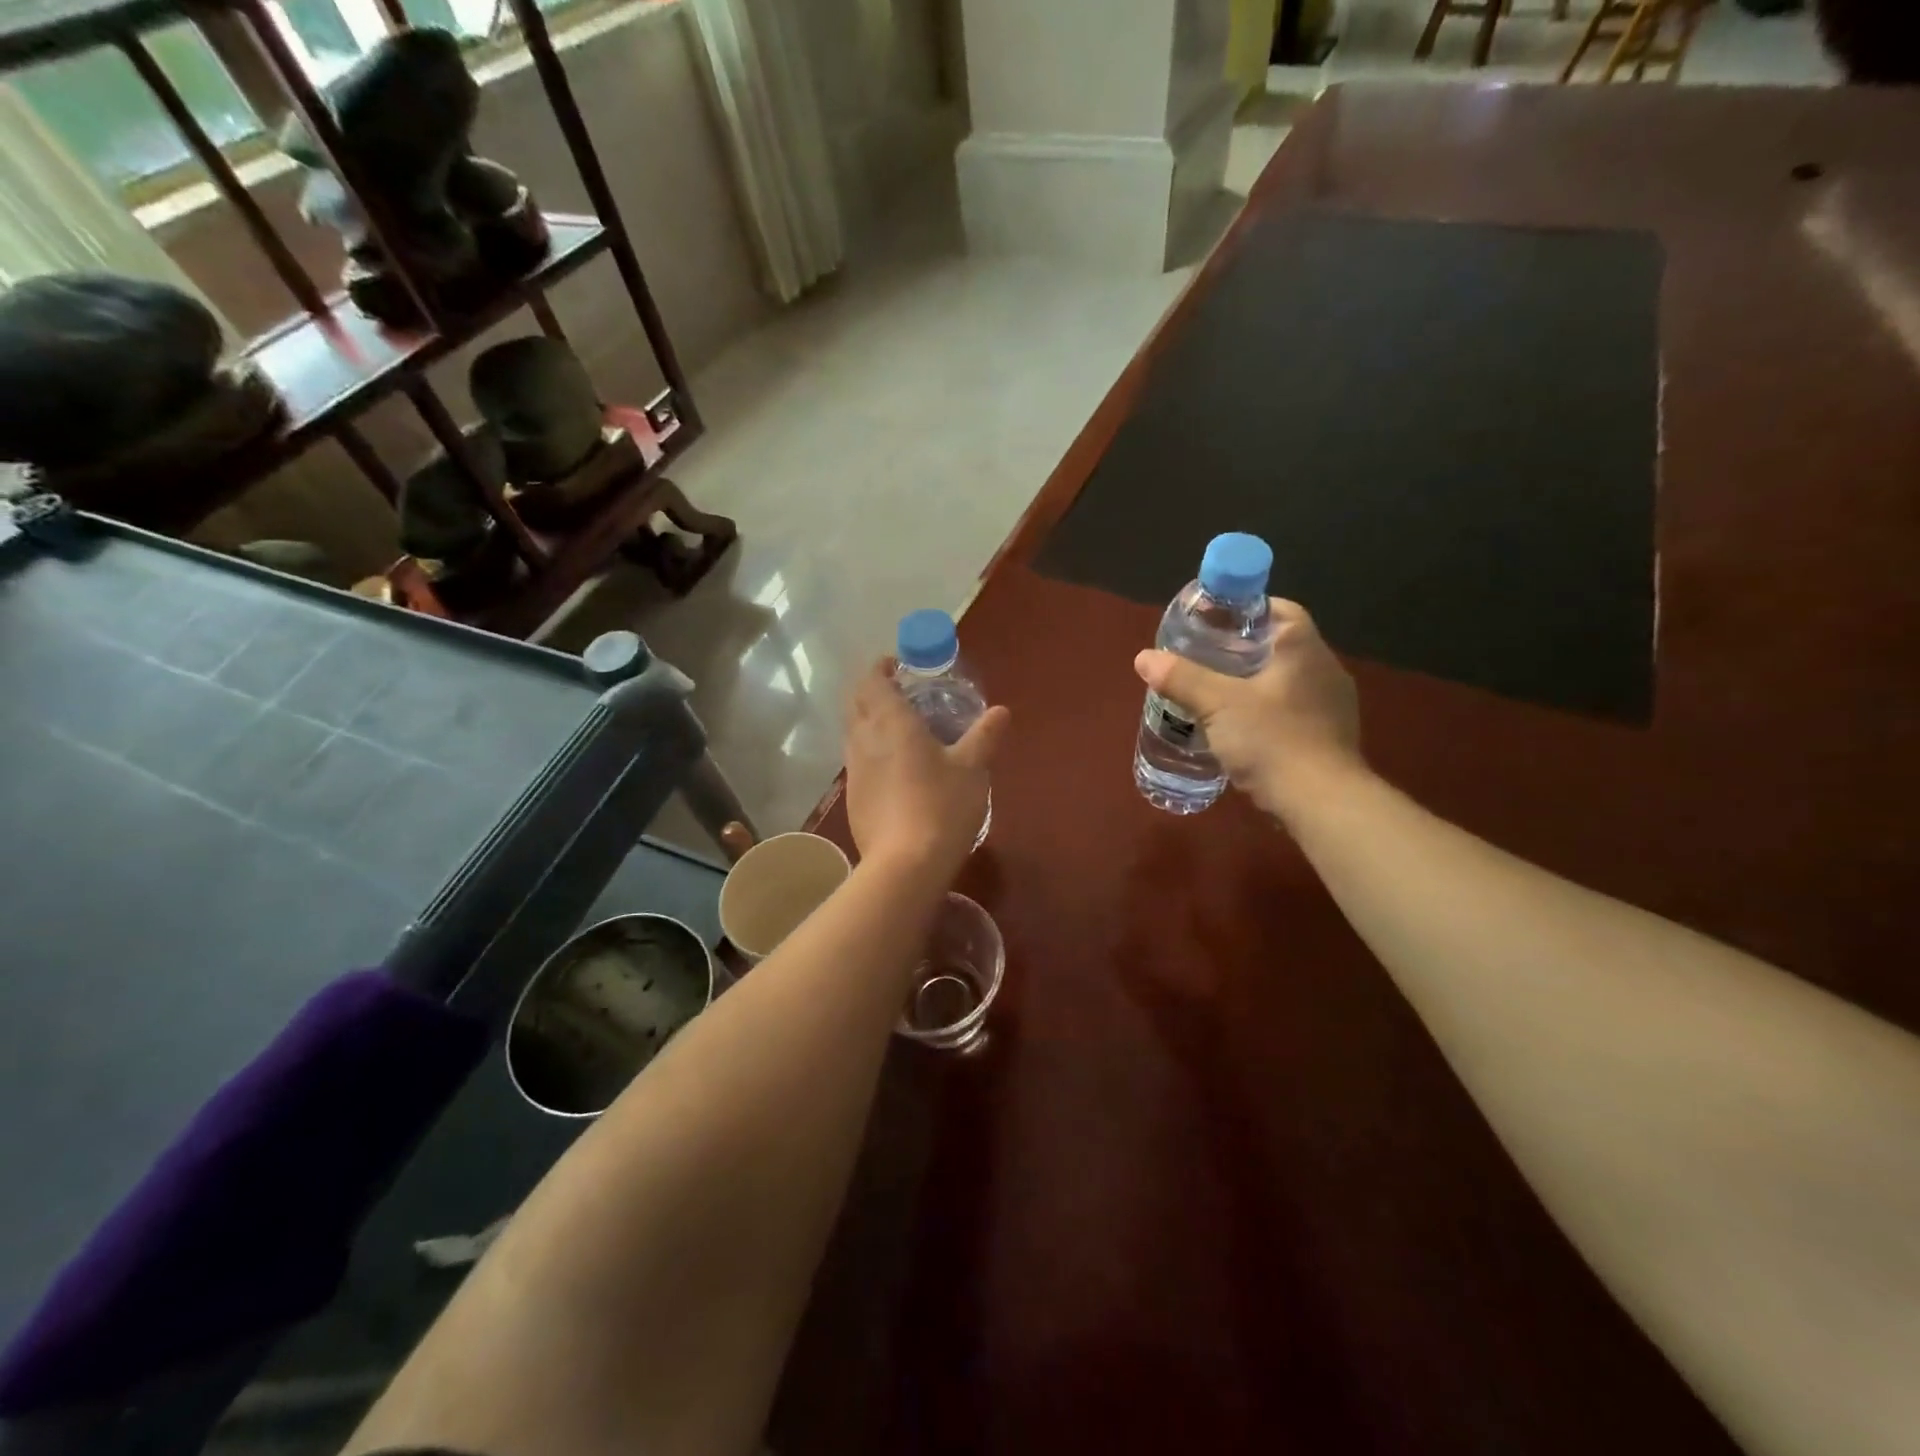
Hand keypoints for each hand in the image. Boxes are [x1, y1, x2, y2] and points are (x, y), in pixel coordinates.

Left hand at [844, 660, 1010, 874]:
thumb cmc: (942, 806)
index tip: (896, 666)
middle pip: (855, 702)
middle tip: (899, 693)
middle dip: (871, 691)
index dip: (880, 668)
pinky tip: (893, 769)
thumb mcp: (972, 768)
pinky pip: (857, 761)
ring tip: (898, 729)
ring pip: (852, 732)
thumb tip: (1001, 711)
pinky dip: (869, 752)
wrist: (905, 864)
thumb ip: (985, 736)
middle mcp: (864, 739)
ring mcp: (853, 770)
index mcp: (891, 722)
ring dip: (868, 721)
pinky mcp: (852, 797)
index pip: (872, 680)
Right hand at [1134, 599, 1362, 824]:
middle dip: (1242, 649)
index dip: (1246, 610)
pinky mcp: (1328, 737)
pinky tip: (1240, 730)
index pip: (1280, 610)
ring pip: (1286, 681)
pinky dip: (1266, 712)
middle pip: (1280, 645)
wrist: (1321, 803)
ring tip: (1215, 695)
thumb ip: (1181, 678)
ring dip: (1254, 684)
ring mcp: (1331, 706)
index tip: (1213, 623)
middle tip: (1203, 659)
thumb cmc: (1273, 740)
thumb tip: (1144, 658)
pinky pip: (1292, 711)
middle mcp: (1325, 670)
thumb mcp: (1217, 705)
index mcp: (1304, 649)